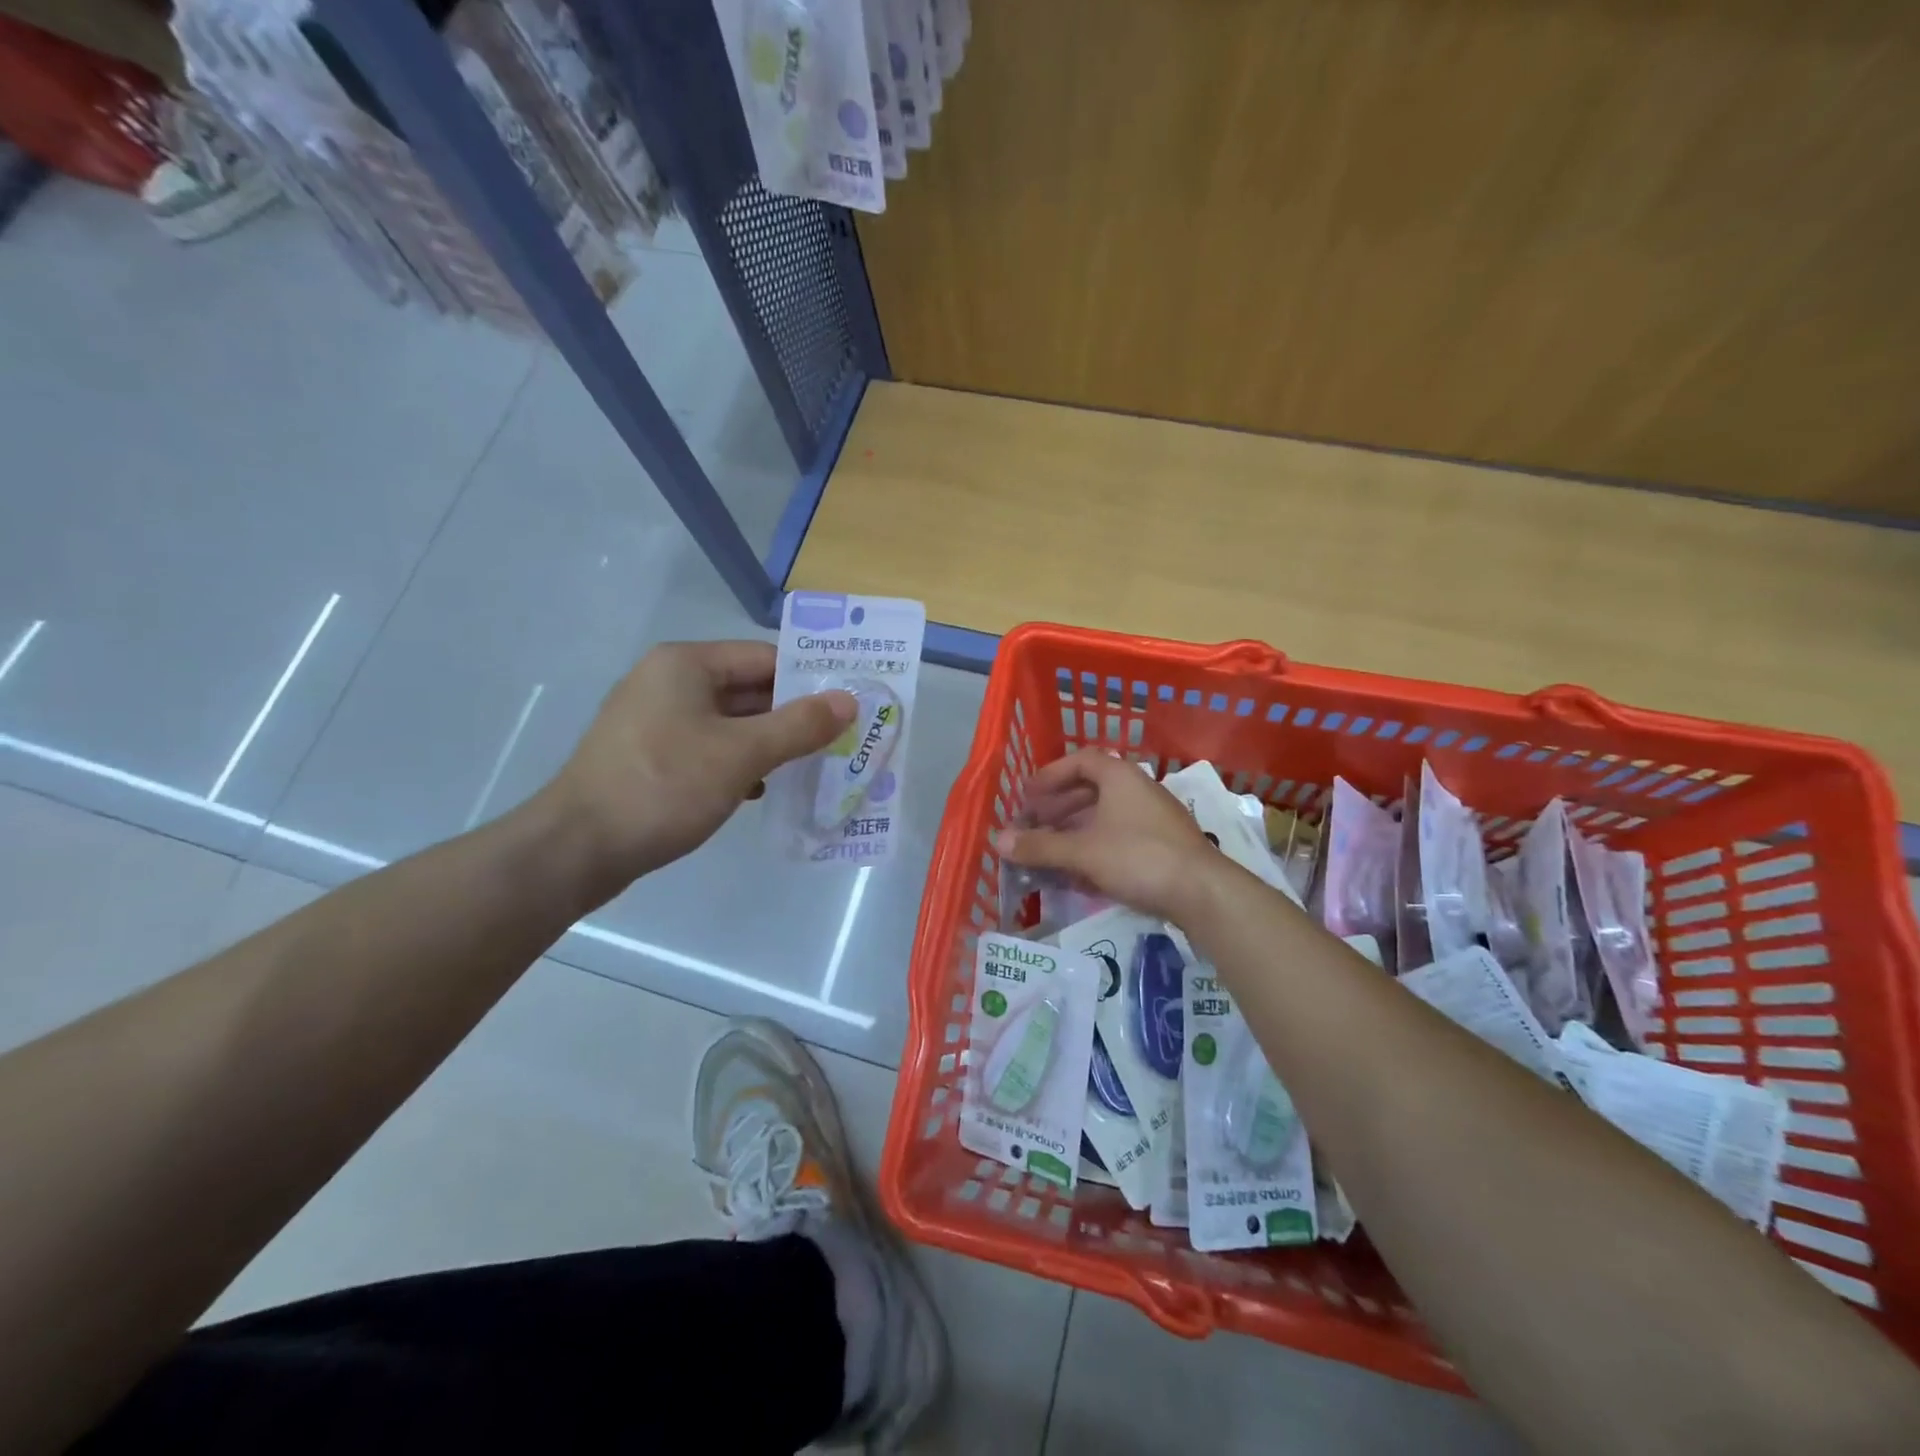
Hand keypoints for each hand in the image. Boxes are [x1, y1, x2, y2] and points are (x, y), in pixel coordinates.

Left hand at [538, 641, 853, 896]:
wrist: (576, 849)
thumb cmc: (663, 786)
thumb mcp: (741, 754)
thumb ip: (799, 725)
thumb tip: (848, 701)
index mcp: (686, 664)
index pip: (764, 658)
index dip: (809, 679)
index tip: (849, 704)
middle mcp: (668, 682)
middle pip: (748, 689)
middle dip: (793, 715)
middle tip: (841, 738)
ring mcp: (655, 721)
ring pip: (730, 723)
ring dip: (770, 742)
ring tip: (814, 765)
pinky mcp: (650, 757)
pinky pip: (709, 748)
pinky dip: (739, 763)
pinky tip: (764, 789)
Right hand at [991, 749, 1215, 921]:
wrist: (1203, 892)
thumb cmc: (1138, 857)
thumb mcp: (1082, 851)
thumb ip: (1039, 846)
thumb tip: (998, 841)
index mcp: (1120, 777)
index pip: (1080, 760)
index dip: (1050, 775)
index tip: (1028, 795)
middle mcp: (1138, 790)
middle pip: (1090, 790)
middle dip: (1057, 807)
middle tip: (1033, 825)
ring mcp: (1153, 819)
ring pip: (1104, 817)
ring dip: (1074, 831)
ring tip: (1049, 851)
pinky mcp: (1163, 847)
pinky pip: (1119, 839)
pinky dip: (1094, 849)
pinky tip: (1078, 874)